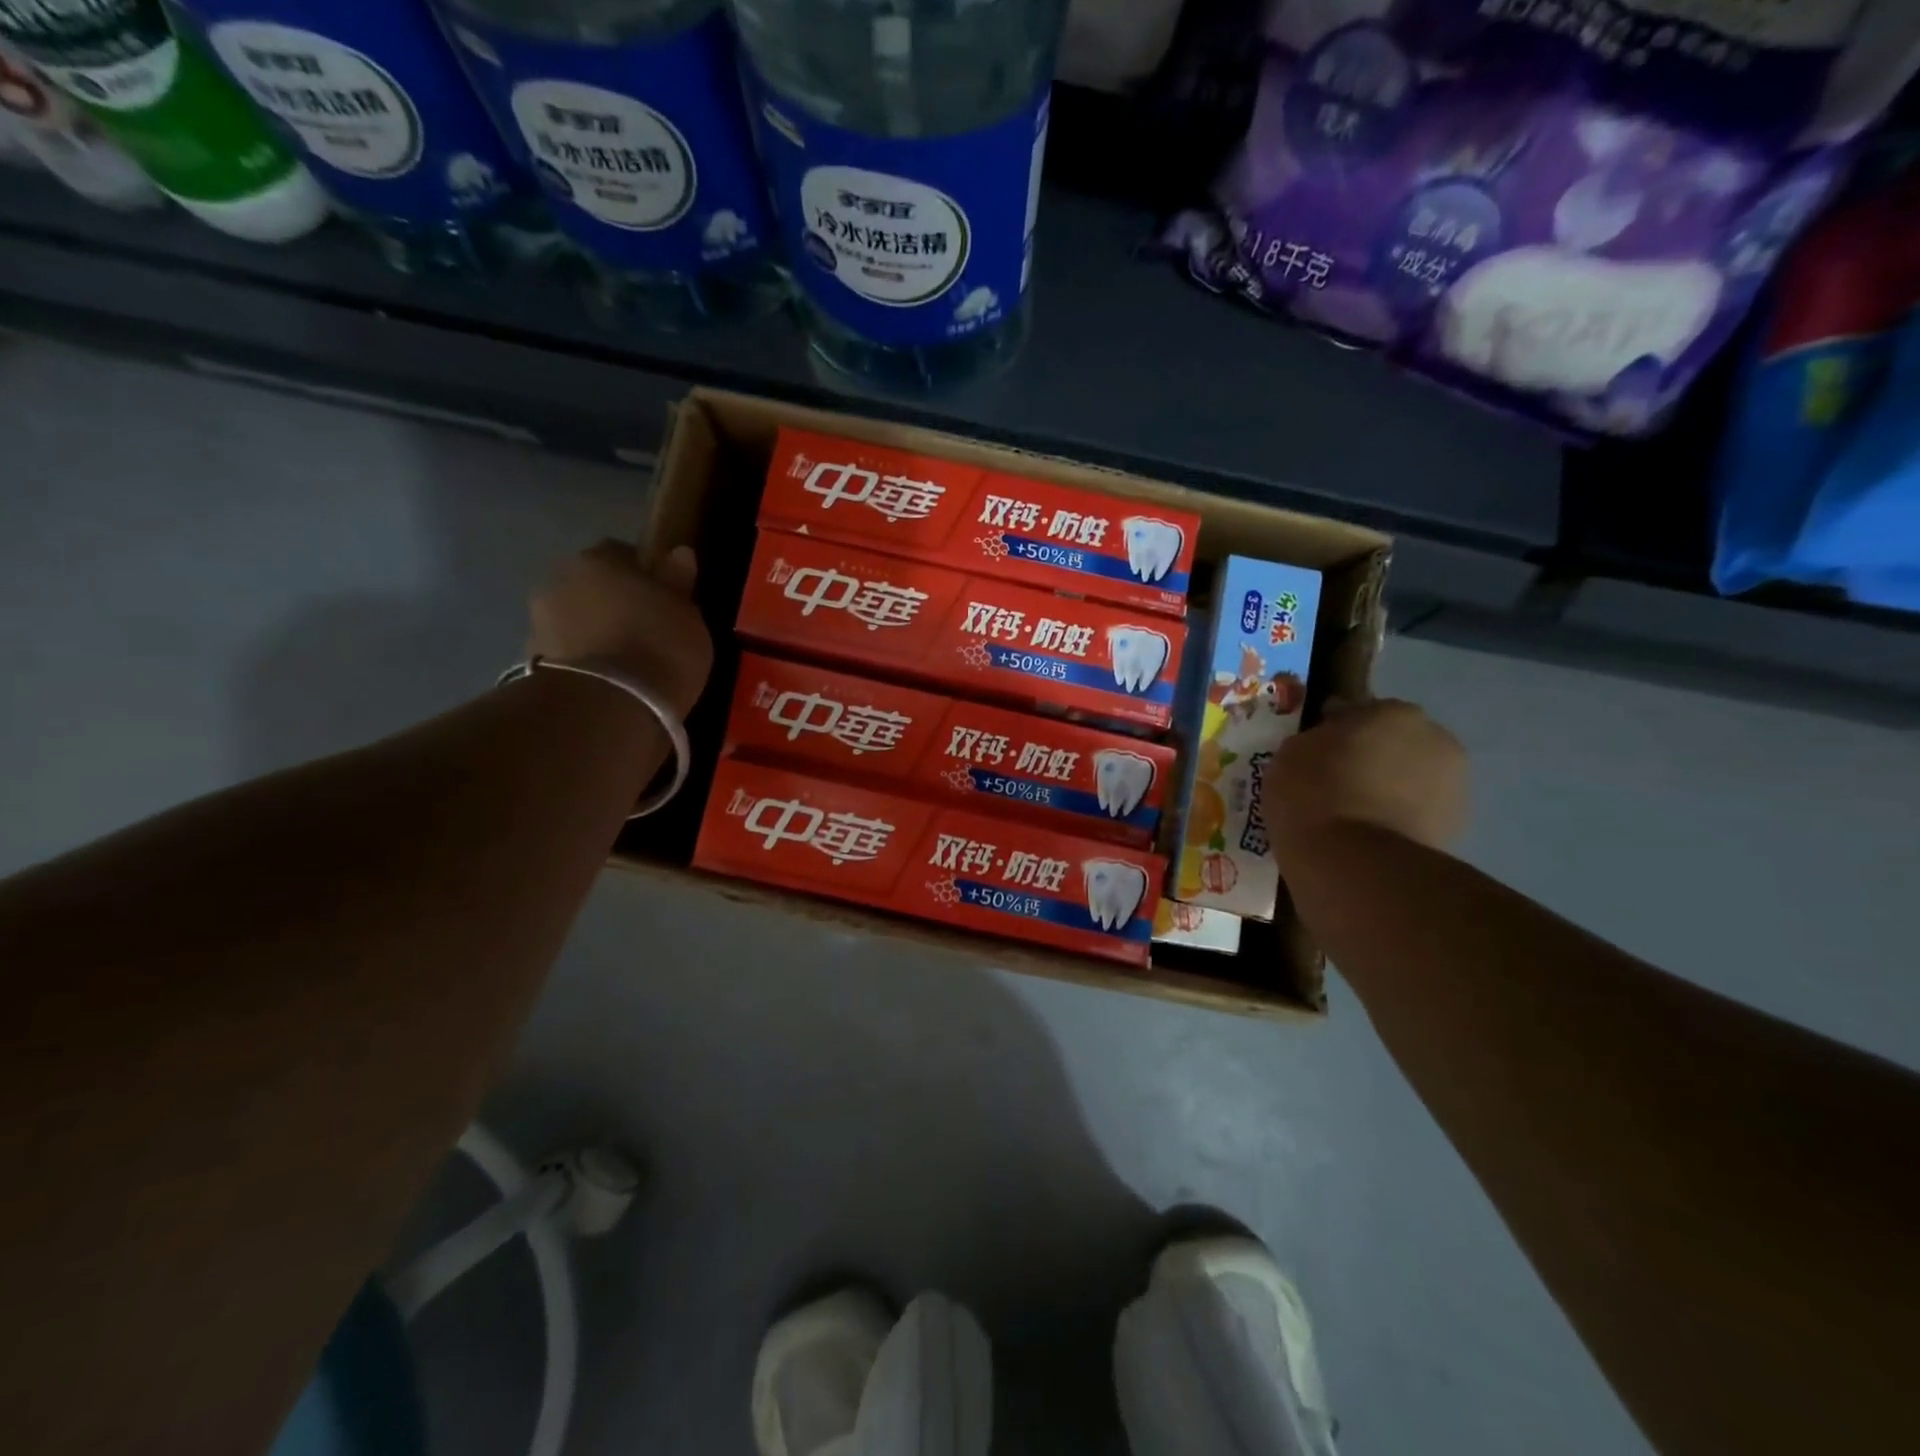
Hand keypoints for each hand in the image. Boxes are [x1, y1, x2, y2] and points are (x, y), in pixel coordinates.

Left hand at [528, 541, 713, 717]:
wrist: (609, 706)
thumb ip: (678, 581)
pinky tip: (608, 684)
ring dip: (594, 634)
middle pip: (592, 587)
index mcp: (596, 560)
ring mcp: (539, 624)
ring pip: (576, 621)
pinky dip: (584, 664)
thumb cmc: (658, 646)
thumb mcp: (687, 613)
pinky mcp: (532, 666)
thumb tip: (679, 553)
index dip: (644, 574)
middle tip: (645, 631)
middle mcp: (558, 582)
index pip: (621, 553)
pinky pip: (568, 656)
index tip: (663, 598)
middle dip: (613, 603)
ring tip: (626, 664)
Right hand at [1263, 699, 1467, 863]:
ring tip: (1353, 817)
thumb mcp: (1291, 754)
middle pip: (1394, 743)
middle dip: (1371, 758)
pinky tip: (1369, 838)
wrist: (1353, 861)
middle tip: (1336, 785)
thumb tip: (1328, 741)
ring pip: (1410, 779)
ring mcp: (1454, 785)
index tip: (1316, 755)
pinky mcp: (1458, 828)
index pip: (1359, 713)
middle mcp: (1435, 738)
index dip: (1335, 732)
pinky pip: (1417, 814)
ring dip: (1389, 789)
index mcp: (1393, 712)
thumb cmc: (1314, 794)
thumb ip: (1316, 739)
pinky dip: (1399, 820)